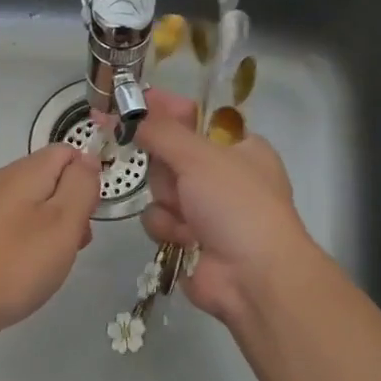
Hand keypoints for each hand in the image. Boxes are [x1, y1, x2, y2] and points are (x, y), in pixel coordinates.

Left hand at [0, 143, 99, 344]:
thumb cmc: (13, 265)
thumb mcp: (62, 223)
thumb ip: (80, 186)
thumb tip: (87, 158)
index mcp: (22, 172)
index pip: (65, 152)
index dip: (86, 177)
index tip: (89, 215)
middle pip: (46, 179)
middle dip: (68, 207)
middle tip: (73, 246)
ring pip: (27, 204)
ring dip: (47, 227)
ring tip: (50, 265)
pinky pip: (6, 225)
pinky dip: (23, 241)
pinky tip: (22, 271)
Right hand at [135, 87, 320, 329]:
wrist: (253, 277)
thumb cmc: (236, 205)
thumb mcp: (199, 156)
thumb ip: (160, 130)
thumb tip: (128, 111)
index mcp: (238, 147)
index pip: (191, 116)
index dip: (160, 109)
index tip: (127, 103)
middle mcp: (222, 175)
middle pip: (168, 155)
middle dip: (165, 169)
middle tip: (175, 177)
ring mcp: (205, 209)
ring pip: (159, 190)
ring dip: (166, 202)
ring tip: (187, 218)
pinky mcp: (188, 238)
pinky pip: (158, 219)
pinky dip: (167, 228)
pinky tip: (184, 239)